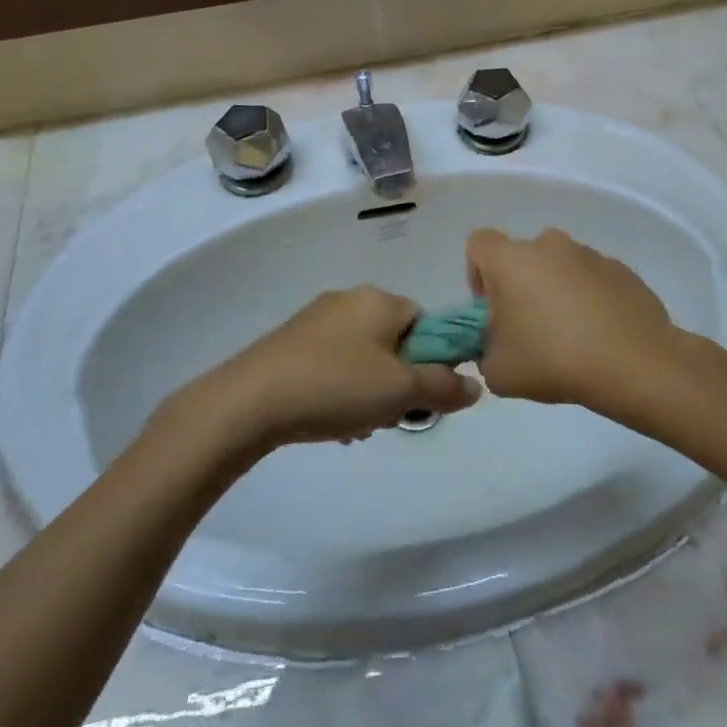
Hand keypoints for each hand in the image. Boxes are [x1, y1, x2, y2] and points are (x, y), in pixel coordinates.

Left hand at [187, 287, 481, 449]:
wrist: (250, 401)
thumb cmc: (336, 386)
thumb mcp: (400, 391)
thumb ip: (443, 386)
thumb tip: (476, 385)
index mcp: (380, 300)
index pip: (426, 322)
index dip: (431, 360)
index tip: (421, 396)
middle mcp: (350, 299)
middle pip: (395, 341)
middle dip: (398, 382)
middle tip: (388, 415)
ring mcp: (317, 319)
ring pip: (364, 357)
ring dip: (369, 393)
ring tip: (356, 426)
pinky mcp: (291, 342)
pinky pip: (333, 364)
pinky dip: (340, 390)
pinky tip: (330, 422)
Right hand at [466, 228, 684, 414]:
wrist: (634, 364)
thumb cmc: (553, 360)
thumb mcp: (498, 372)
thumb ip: (484, 350)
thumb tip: (496, 344)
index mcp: (511, 259)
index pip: (478, 244)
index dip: (478, 274)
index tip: (492, 309)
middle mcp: (548, 245)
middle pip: (522, 257)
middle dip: (520, 287)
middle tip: (530, 329)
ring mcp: (589, 254)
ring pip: (559, 267)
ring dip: (556, 291)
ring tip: (571, 337)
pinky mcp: (621, 269)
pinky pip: (592, 279)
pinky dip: (589, 299)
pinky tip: (600, 335)